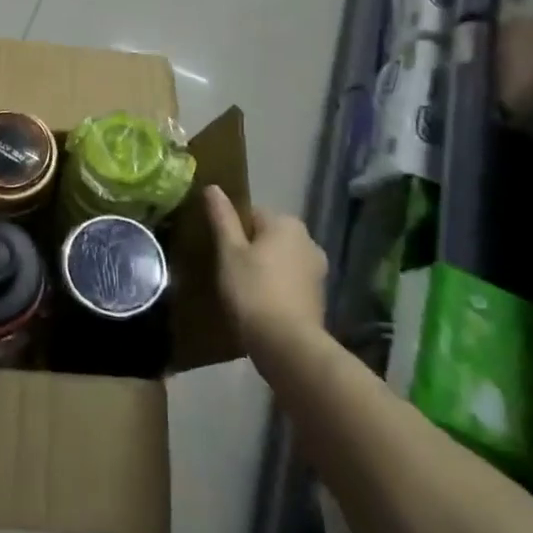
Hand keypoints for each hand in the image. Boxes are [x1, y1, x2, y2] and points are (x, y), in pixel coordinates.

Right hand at [205, 185, 326, 352]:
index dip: (233, 232)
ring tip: (243, 292)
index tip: (222, 253)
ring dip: (265, 270)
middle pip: (268, 237)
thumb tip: (213, 187)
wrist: (288, 346)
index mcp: (287, 223)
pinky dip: (277, 289)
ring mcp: (318, 270)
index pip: (252, 214)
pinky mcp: (319, 297)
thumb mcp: (229, 252)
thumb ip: (222, 217)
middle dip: (251, 250)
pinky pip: (291, 282)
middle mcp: (308, 240)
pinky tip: (261, 306)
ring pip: (281, 260)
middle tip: (229, 272)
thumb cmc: (253, 291)